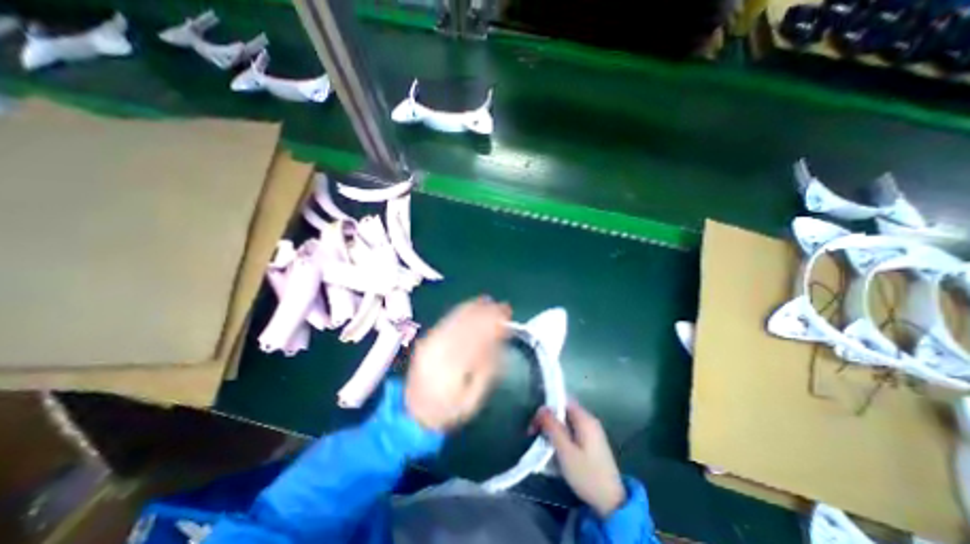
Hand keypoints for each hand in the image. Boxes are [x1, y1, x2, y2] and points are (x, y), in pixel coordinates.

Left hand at [406, 294, 509, 431]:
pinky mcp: (427, 340)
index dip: (494, 325)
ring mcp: (432, 343)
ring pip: (456, 320)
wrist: (413, 414)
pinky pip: (446, 321)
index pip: (478, 338)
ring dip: (474, 309)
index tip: (506, 316)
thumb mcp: (472, 399)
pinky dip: (460, 311)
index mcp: (454, 366)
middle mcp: (441, 350)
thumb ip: (485, 371)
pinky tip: (470, 306)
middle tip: (503, 306)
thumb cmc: (448, 410)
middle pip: (468, 326)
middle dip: (487, 314)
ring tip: (489, 301)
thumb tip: (498, 345)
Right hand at [533, 400, 624, 517]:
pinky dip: (561, 436)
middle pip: (564, 411)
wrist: (612, 503)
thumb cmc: (587, 475)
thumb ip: (553, 427)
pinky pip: (572, 432)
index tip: (535, 420)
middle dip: (548, 420)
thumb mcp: (565, 451)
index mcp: (585, 419)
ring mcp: (591, 432)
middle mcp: (589, 421)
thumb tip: (542, 408)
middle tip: (534, 434)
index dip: (547, 406)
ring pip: (566, 422)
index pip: (563, 400)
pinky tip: (554, 449)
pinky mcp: (591, 443)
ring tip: (542, 444)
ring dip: (553, 430)